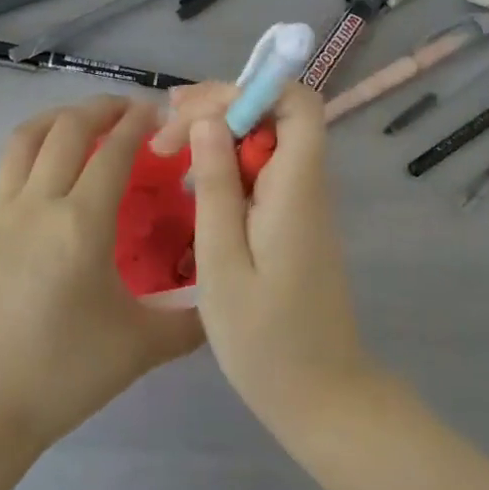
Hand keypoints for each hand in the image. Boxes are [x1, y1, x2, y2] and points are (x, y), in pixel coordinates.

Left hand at [0, 96, 204, 450]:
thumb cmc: (62, 374)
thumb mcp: (138, 349)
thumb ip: (188, 322)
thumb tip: (218, 298)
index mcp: (80, 223)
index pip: (113, 152)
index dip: (137, 124)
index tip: (156, 112)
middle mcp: (38, 204)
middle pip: (67, 129)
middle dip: (100, 107)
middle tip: (126, 108)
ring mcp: (0, 213)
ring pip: (25, 140)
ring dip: (57, 118)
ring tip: (81, 121)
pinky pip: (8, 172)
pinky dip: (33, 153)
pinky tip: (48, 179)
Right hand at [169, 82, 378, 433]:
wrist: (323, 400)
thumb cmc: (266, 341)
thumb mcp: (223, 263)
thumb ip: (216, 187)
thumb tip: (208, 120)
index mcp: (297, 187)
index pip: (297, 102)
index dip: (249, 89)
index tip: (196, 113)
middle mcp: (306, 182)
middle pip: (274, 112)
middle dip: (218, 106)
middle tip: (165, 130)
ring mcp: (301, 200)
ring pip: (265, 137)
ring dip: (217, 131)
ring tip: (166, 145)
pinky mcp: (291, 217)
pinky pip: (261, 167)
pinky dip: (225, 160)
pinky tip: (191, 178)